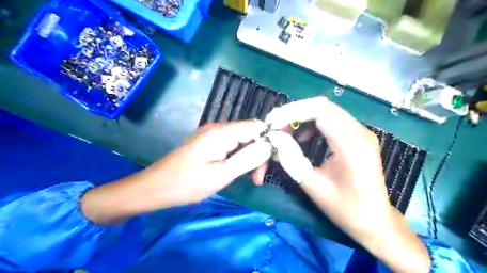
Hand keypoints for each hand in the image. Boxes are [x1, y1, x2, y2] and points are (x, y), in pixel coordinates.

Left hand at [146, 121, 271, 202]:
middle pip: (250, 133)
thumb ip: (247, 159)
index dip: (269, 139)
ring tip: (250, 178)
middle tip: (258, 178)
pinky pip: (231, 144)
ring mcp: (212, 134)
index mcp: (222, 132)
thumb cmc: (187, 183)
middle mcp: (218, 127)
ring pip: (241, 140)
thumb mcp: (221, 175)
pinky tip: (237, 170)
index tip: (273, 161)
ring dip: (249, 157)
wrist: (155, 187)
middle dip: (259, 153)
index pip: (256, 126)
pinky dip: (238, 156)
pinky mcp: (208, 141)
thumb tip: (269, 147)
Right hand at [255, 97, 428, 272]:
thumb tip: (275, 138)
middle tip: (276, 126)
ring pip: (326, 111)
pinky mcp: (357, 137)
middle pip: (323, 106)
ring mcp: (360, 132)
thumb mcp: (313, 186)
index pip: (319, 110)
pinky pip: (331, 120)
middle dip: (294, 113)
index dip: (292, 112)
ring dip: (302, 118)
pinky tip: (303, 138)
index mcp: (351, 143)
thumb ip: (291, 159)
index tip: (272, 123)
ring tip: (286, 132)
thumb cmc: (345, 209)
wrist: (375, 222)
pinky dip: (312, 124)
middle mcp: (359, 131)